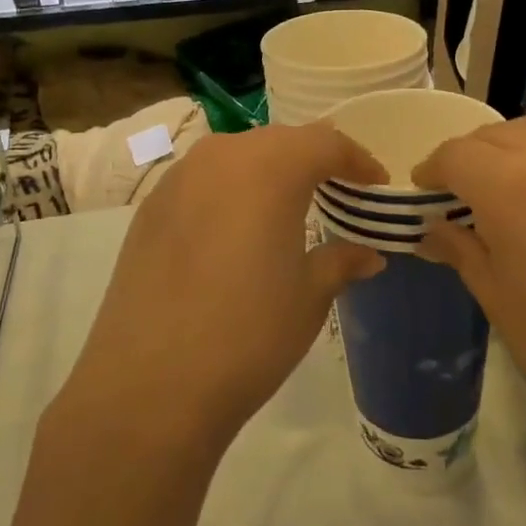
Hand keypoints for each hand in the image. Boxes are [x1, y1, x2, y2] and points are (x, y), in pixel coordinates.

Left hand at [52, 125, 386, 454]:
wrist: (150, 384)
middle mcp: (221, 156)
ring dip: (269, 171)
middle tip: (338, 190)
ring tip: (289, 206)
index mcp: (270, 167)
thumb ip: (342, 261)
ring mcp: (178, 178)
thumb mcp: (309, 296)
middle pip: (280, 141)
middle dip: (313, 160)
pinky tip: (235, 230)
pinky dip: (230, 190)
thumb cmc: (248, 333)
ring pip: (237, 155)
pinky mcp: (150, 207)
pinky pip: (203, 180)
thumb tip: (369, 254)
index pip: (325, 143)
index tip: (376, 183)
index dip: (357, 160)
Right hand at [413, 115, 525, 475]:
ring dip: (525, 154)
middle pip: (501, 134)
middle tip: (472, 195)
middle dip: (477, 159)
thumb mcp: (502, 302)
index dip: (433, 170)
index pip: (457, 155)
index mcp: (517, 186)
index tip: (426, 190)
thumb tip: (432, 227)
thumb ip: (462, 248)